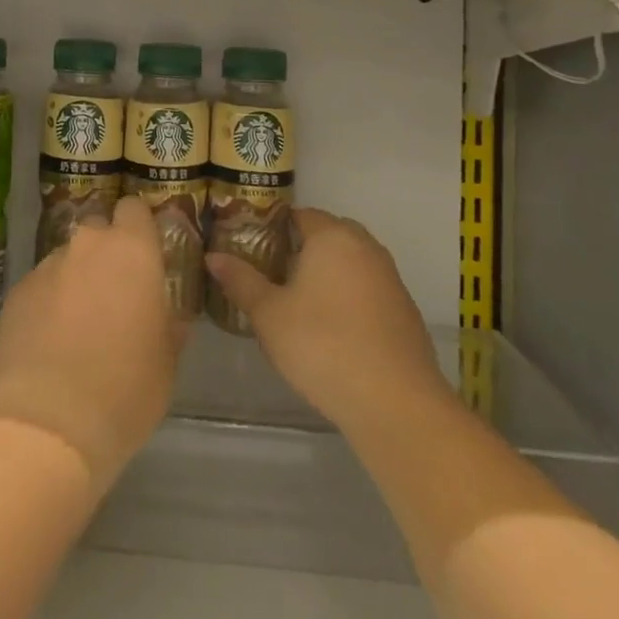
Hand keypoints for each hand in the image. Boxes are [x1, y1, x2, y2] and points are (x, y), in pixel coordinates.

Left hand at [0, 196, 184, 491]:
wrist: (45, 423)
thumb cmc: (124, 390)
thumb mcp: (166, 363)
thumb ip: (168, 325)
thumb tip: (167, 316)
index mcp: (132, 251)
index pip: (135, 208)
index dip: (139, 225)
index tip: (145, 252)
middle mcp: (87, 245)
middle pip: (99, 229)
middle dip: (106, 252)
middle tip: (114, 294)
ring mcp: (46, 266)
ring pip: (67, 259)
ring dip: (76, 279)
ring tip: (78, 326)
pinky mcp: (16, 292)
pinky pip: (40, 286)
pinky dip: (47, 303)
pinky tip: (48, 343)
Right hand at [206, 208, 446, 432]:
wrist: (396, 404)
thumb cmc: (322, 345)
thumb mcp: (269, 314)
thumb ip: (241, 281)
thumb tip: (212, 256)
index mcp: (332, 236)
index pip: (299, 215)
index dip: (273, 228)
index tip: (252, 247)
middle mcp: (366, 247)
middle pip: (328, 235)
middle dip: (301, 250)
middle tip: (272, 274)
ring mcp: (391, 279)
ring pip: (350, 263)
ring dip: (327, 275)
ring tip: (298, 303)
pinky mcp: (405, 311)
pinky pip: (368, 291)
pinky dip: (349, 299)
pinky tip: (332, 330)